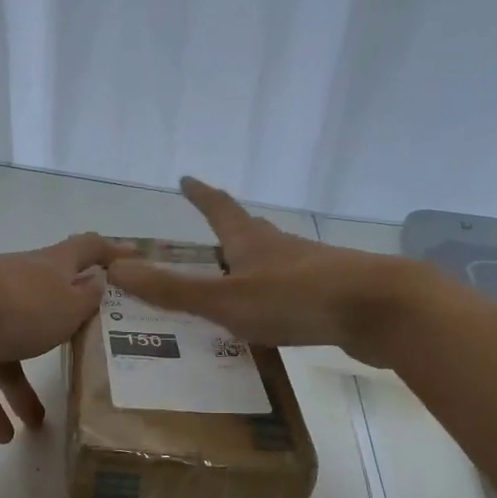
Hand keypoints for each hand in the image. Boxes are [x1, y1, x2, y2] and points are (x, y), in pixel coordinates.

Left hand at [0, 235, 130, 442]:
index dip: (111, 252)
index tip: (133, 259)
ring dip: (21, 386)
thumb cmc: (15, 305)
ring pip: (7, 346)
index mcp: (49, 267)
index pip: (87, 249)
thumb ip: (87, 298)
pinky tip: (0, 434)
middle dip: (63, 333)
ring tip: (36, 425)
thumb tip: (98, 282)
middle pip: (45, 303)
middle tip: (85, 355)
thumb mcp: (66, 306)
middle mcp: (16, 280)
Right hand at [107, 178, 424, 364]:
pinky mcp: (330, 296)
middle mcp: (280, 248)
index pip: (219, 208)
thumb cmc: (296, 299)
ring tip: (231, 284)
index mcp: (251, 242)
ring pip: (272, 262)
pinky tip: (272, 319)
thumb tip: (115, 269)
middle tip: (207, 238)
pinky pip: (292, 291)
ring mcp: (310, 270)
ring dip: (250, 266)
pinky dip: (273, 297)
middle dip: (226, 232)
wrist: (381, 310)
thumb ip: (173, 290)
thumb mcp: (225, 300)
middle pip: (248, 232)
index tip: (186, 178)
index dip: (201, 195)